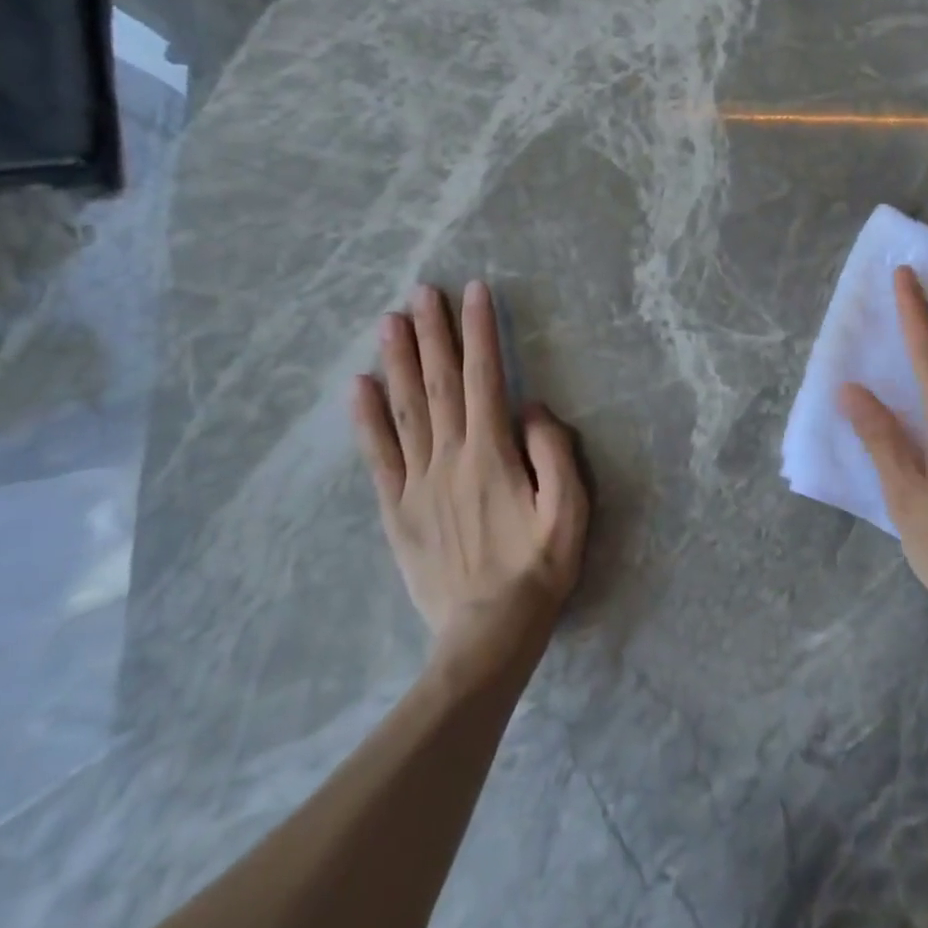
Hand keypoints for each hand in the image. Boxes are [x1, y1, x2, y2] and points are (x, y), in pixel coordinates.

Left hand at [353, 281, 588, 667]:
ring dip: (399, 361)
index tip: (474, 292)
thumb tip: (531, 406)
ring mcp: (418, 483)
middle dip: (433, 332)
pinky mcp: (397, 509)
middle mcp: (450, 458)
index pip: (485, 378)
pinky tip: (358, 386)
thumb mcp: (570, 512)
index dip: (480, 332)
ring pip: (406, 409)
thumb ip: (555, 453)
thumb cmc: (538, 570)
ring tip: (390, 320)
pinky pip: (378, 456)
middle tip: (422, 291)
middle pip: (439, 383)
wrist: (486, 636)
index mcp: (493, 455)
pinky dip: (366, 418)